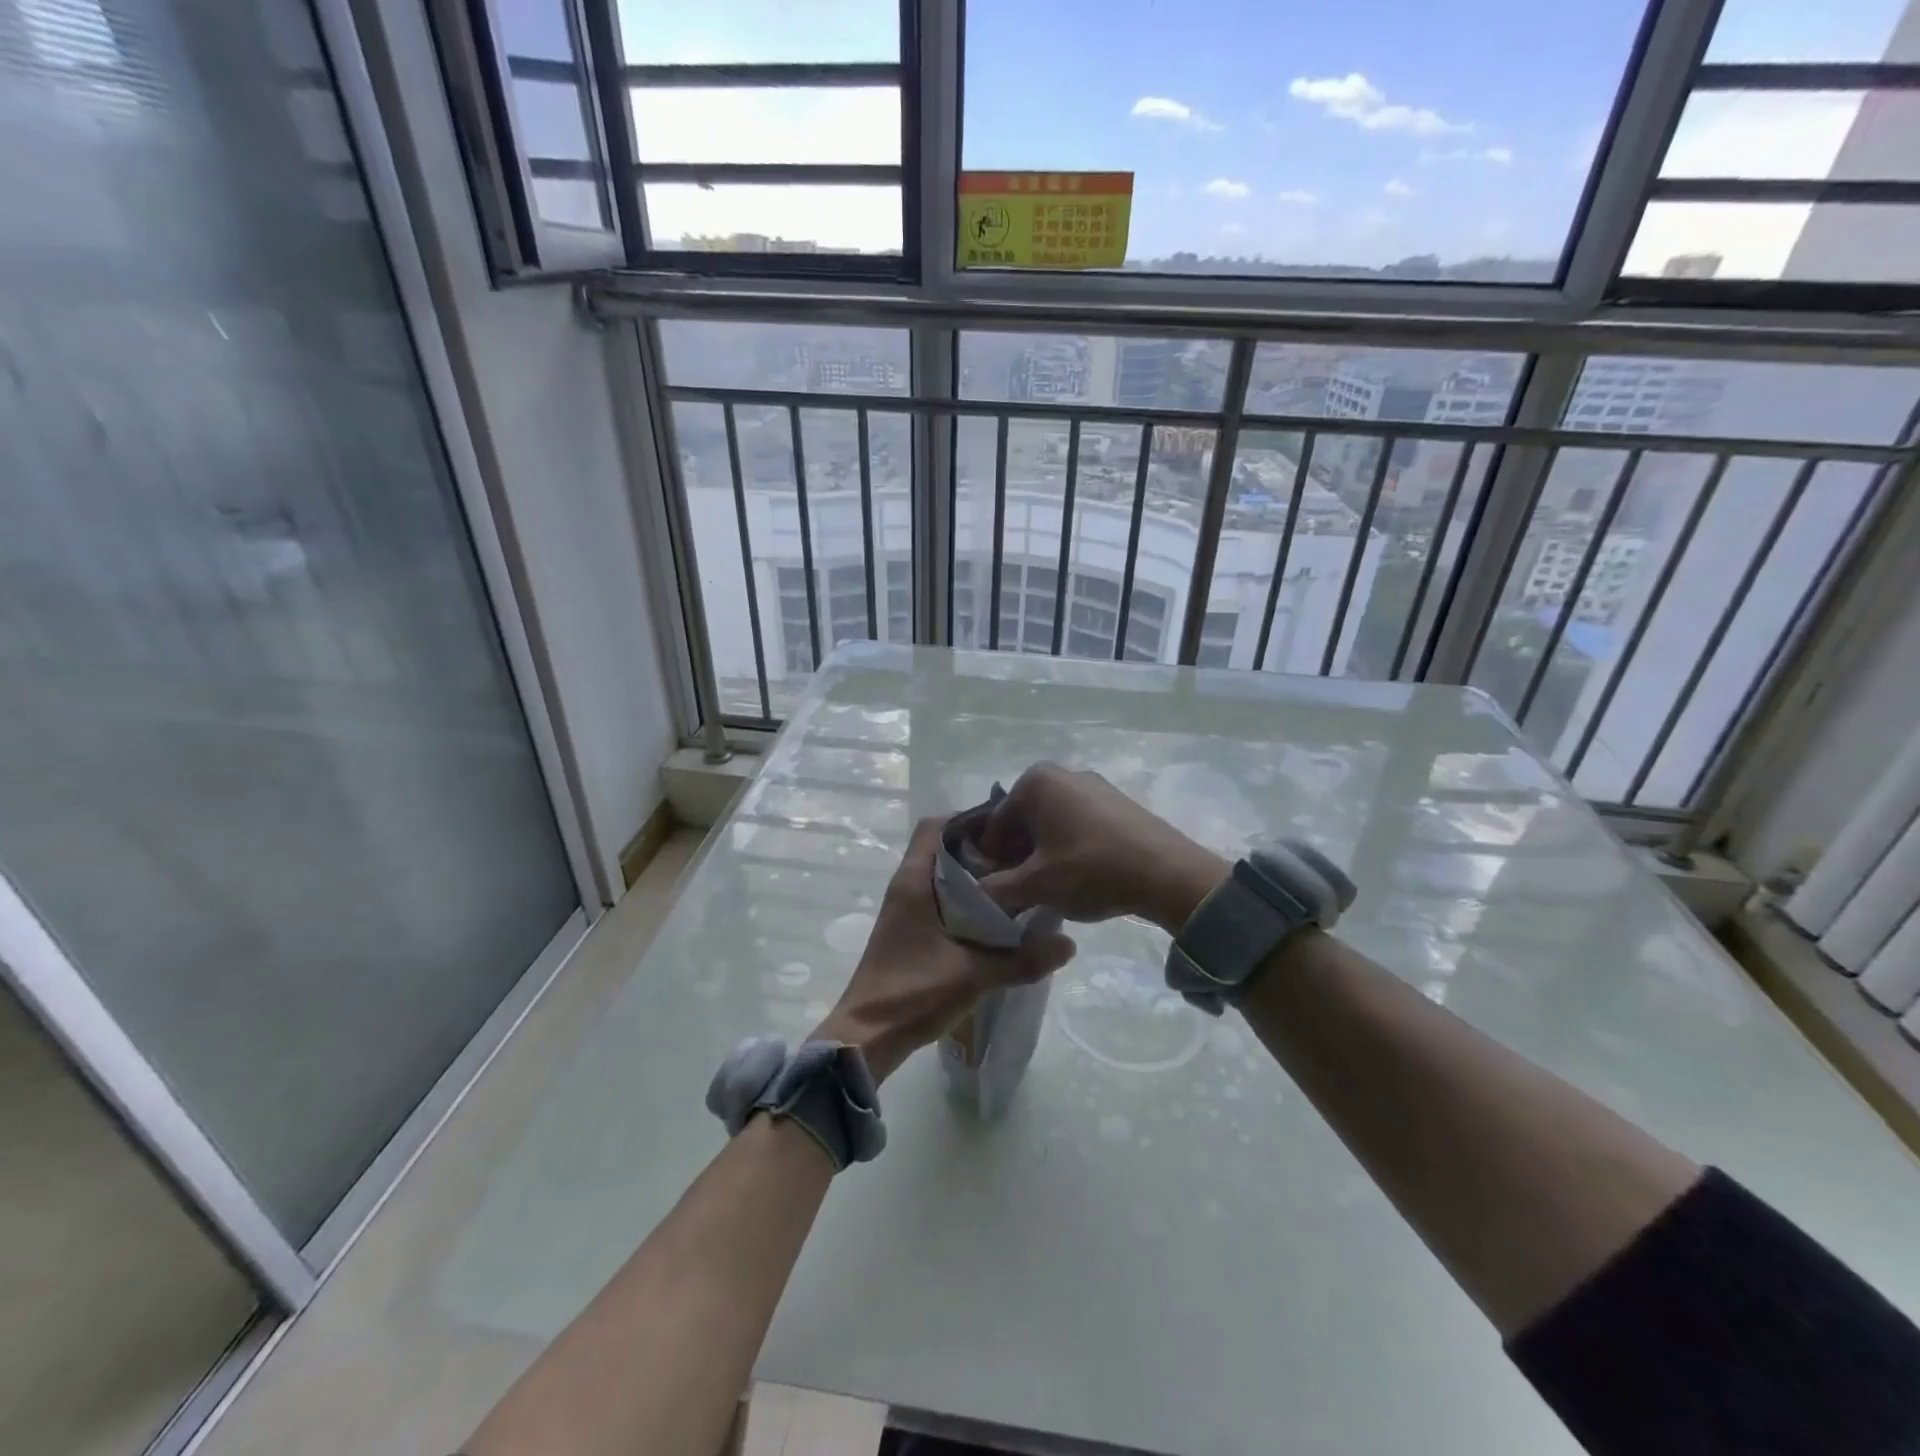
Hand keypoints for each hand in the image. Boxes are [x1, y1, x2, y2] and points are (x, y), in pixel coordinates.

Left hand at [814, 817, 1075, 1084]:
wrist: (869, 1035)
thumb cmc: (914, 993)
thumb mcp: (974, 975)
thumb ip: (1023, 959)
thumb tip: (1069, 944)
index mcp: (913, 881)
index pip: (936, 826)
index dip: (969, 819)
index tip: (1008, 829)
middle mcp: (907, 886)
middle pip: (944, 848)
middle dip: (982, 850)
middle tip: (1022, 857)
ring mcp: (906, 909)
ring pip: (944, 875)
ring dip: (976, 877)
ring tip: (1017, 884)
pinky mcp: (911, 929)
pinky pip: (941, 899)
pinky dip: (967, 900)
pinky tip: (997, 918)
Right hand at [976, 763, 1229, 933]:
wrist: (1167, 874)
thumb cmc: (1090, 870)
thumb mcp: (1035, 885)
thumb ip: (995, 889)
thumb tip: (976, 893)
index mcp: (1035, 781)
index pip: (995, 826)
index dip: (990, 862)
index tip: (995, 892)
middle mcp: (1062, 774)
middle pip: (1023, 821)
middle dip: (1017, 856)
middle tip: (1021, 892)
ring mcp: (1094, 785)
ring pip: (1051, 824)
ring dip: (1043, 854)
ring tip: (1050, 889)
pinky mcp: (1118, 803)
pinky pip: (1079, 824)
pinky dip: (1069, 847)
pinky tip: (1079, 877)